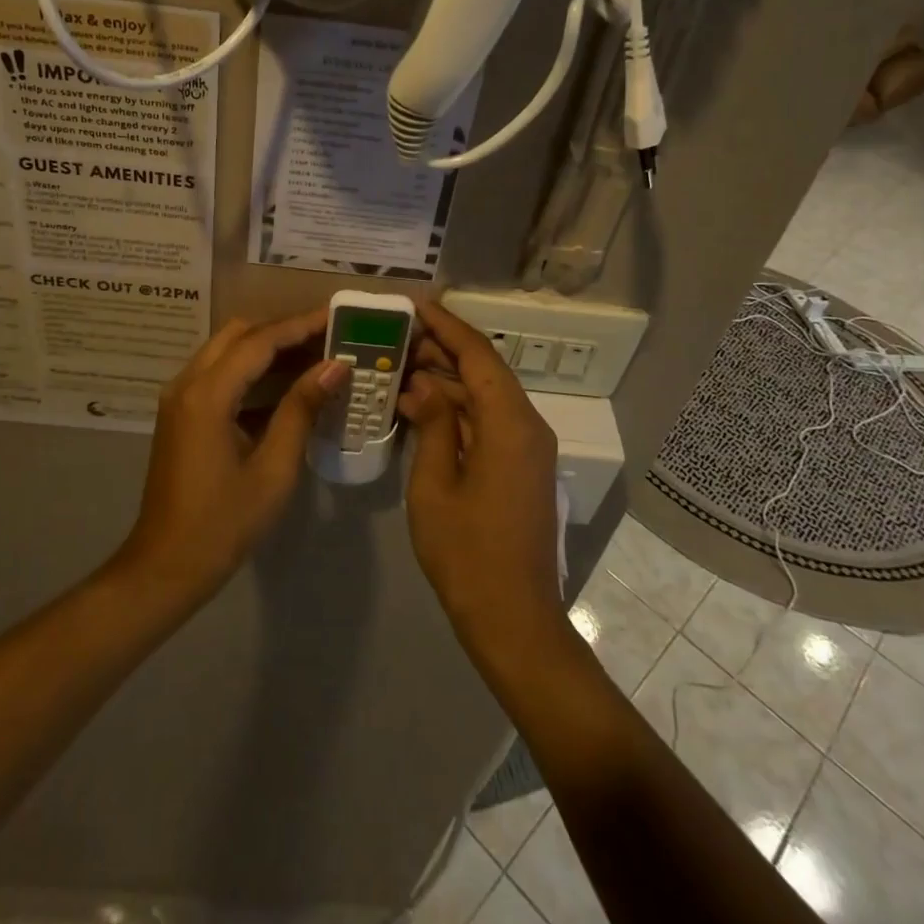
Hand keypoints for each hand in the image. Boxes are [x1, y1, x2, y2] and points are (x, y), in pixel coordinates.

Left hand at [118, 310, 347, 603]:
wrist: (166, 566)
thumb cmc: (224, 523)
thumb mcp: (274, 468)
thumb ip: (301, 410)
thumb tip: (334, 366)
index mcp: (207, 395)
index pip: (259, 341)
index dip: (299, 326)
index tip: (335, 318)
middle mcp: (186, 384)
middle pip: (237, 334)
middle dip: (282, 330)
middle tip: (326, 336)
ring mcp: (179, 398)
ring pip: (225, 350)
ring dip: (266, 346)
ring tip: (312, 353)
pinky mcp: (180, 414)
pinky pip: (217, 373)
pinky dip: (250, 369)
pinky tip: (284, 384)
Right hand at [399, 300, 565, 655]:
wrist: (513, 619)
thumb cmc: (467, 552)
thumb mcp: (434, 484)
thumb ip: (432, 424)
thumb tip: (423, 384)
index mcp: (510, 423)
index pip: (478, 355)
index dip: (446, 326)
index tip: (416, 305)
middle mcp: (527, 426)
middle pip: (484, 372)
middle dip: (442, 351)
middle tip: (396, 338)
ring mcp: (527, 448)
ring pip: (486, 396)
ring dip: (448, 381)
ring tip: (400, 366)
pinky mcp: (521, 467)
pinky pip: (489, 422)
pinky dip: (457, 410)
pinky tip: (422, 408)